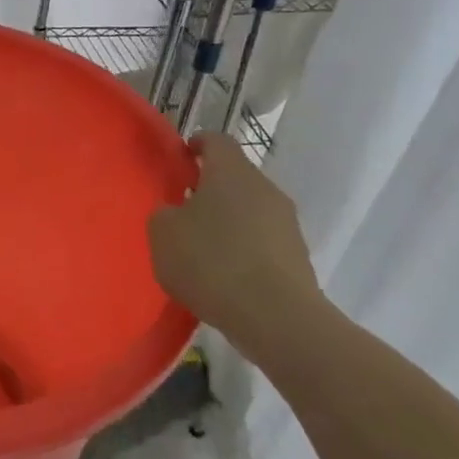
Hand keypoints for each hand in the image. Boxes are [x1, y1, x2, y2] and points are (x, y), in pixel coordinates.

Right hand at [147, 132, 323, 337]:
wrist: (274, 316)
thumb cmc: (210, 261)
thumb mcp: (162, 233)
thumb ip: (165, 213)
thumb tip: (176, 212)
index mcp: (231, 172)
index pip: (216, 141)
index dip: (196, 144)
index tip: (180, 157)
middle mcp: (265, 189)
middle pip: (235, 177)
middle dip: (209, 188)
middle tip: (181, 208)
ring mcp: (286, 223)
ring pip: (249, 210)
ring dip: (226, 220)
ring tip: (199, 247)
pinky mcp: (296, 256)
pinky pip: (260, 241)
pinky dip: (241, 248)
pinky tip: (221, 274)